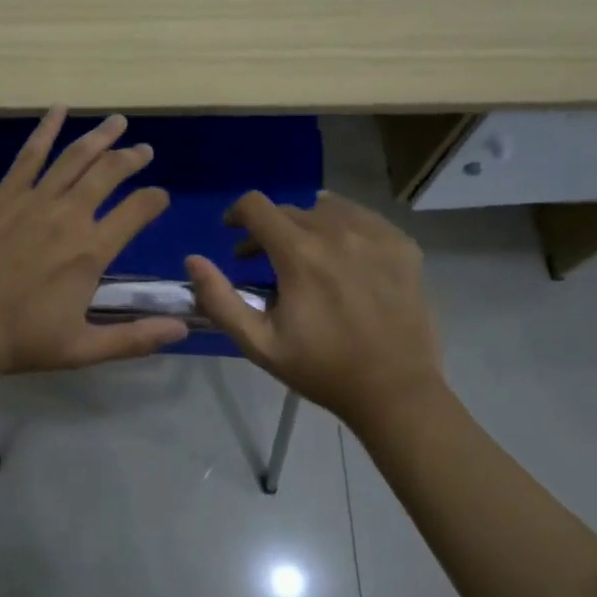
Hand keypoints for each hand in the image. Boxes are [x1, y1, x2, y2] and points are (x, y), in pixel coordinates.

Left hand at [0, 109, 188, 378]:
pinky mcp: (2, 198)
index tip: (161, 196)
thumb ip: (134, 338)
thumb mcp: (82, 349)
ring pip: (74, 158)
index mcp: (91, 252)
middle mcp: (68, 217)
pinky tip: (58, 110)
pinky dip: (45, 130)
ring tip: (117, 122)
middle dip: (131, 158)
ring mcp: (32, 202)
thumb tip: (183, 327)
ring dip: (100, 137)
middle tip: (144, 150)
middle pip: (109, 174)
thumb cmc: (20, 342)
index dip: (154, 200)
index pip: (137, 212)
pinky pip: (28, 156)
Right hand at [185, 191, 443, 433]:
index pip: (256, 206)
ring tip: (306, 254)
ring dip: (307, 224)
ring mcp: (375, 236)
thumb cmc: (321, 369)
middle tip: (263, 260)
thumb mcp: (259, 343)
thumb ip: (219, 300)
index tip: (232, 233)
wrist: (394, 390)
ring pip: (328, 208)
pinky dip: (345, 228)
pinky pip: (365, 218)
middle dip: (268, 229)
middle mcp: (337, 232)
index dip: (236, 214)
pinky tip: (345, 255)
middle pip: (291, 209)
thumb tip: (193, 260)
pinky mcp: (403, 246)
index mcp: (299, 254)